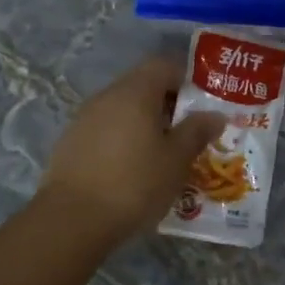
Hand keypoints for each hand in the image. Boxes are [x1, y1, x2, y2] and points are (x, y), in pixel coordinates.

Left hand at [41, 57, 227, 243]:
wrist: (72, 220)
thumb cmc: (134, 183)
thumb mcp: (176, 160)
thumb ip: (196, 132)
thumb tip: (214, 115)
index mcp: (135, 92)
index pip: (163, 64)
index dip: (185, 78)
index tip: (201, 103)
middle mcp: (107, 96)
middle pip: (141, 85)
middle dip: (166, 103)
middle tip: (186, 131)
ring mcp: (84, 118)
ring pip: (122, 109)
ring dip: (143, 122)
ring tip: (162, 153)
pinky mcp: (70, 142)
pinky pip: (104, 129)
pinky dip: (122, 139)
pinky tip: (131, 168)